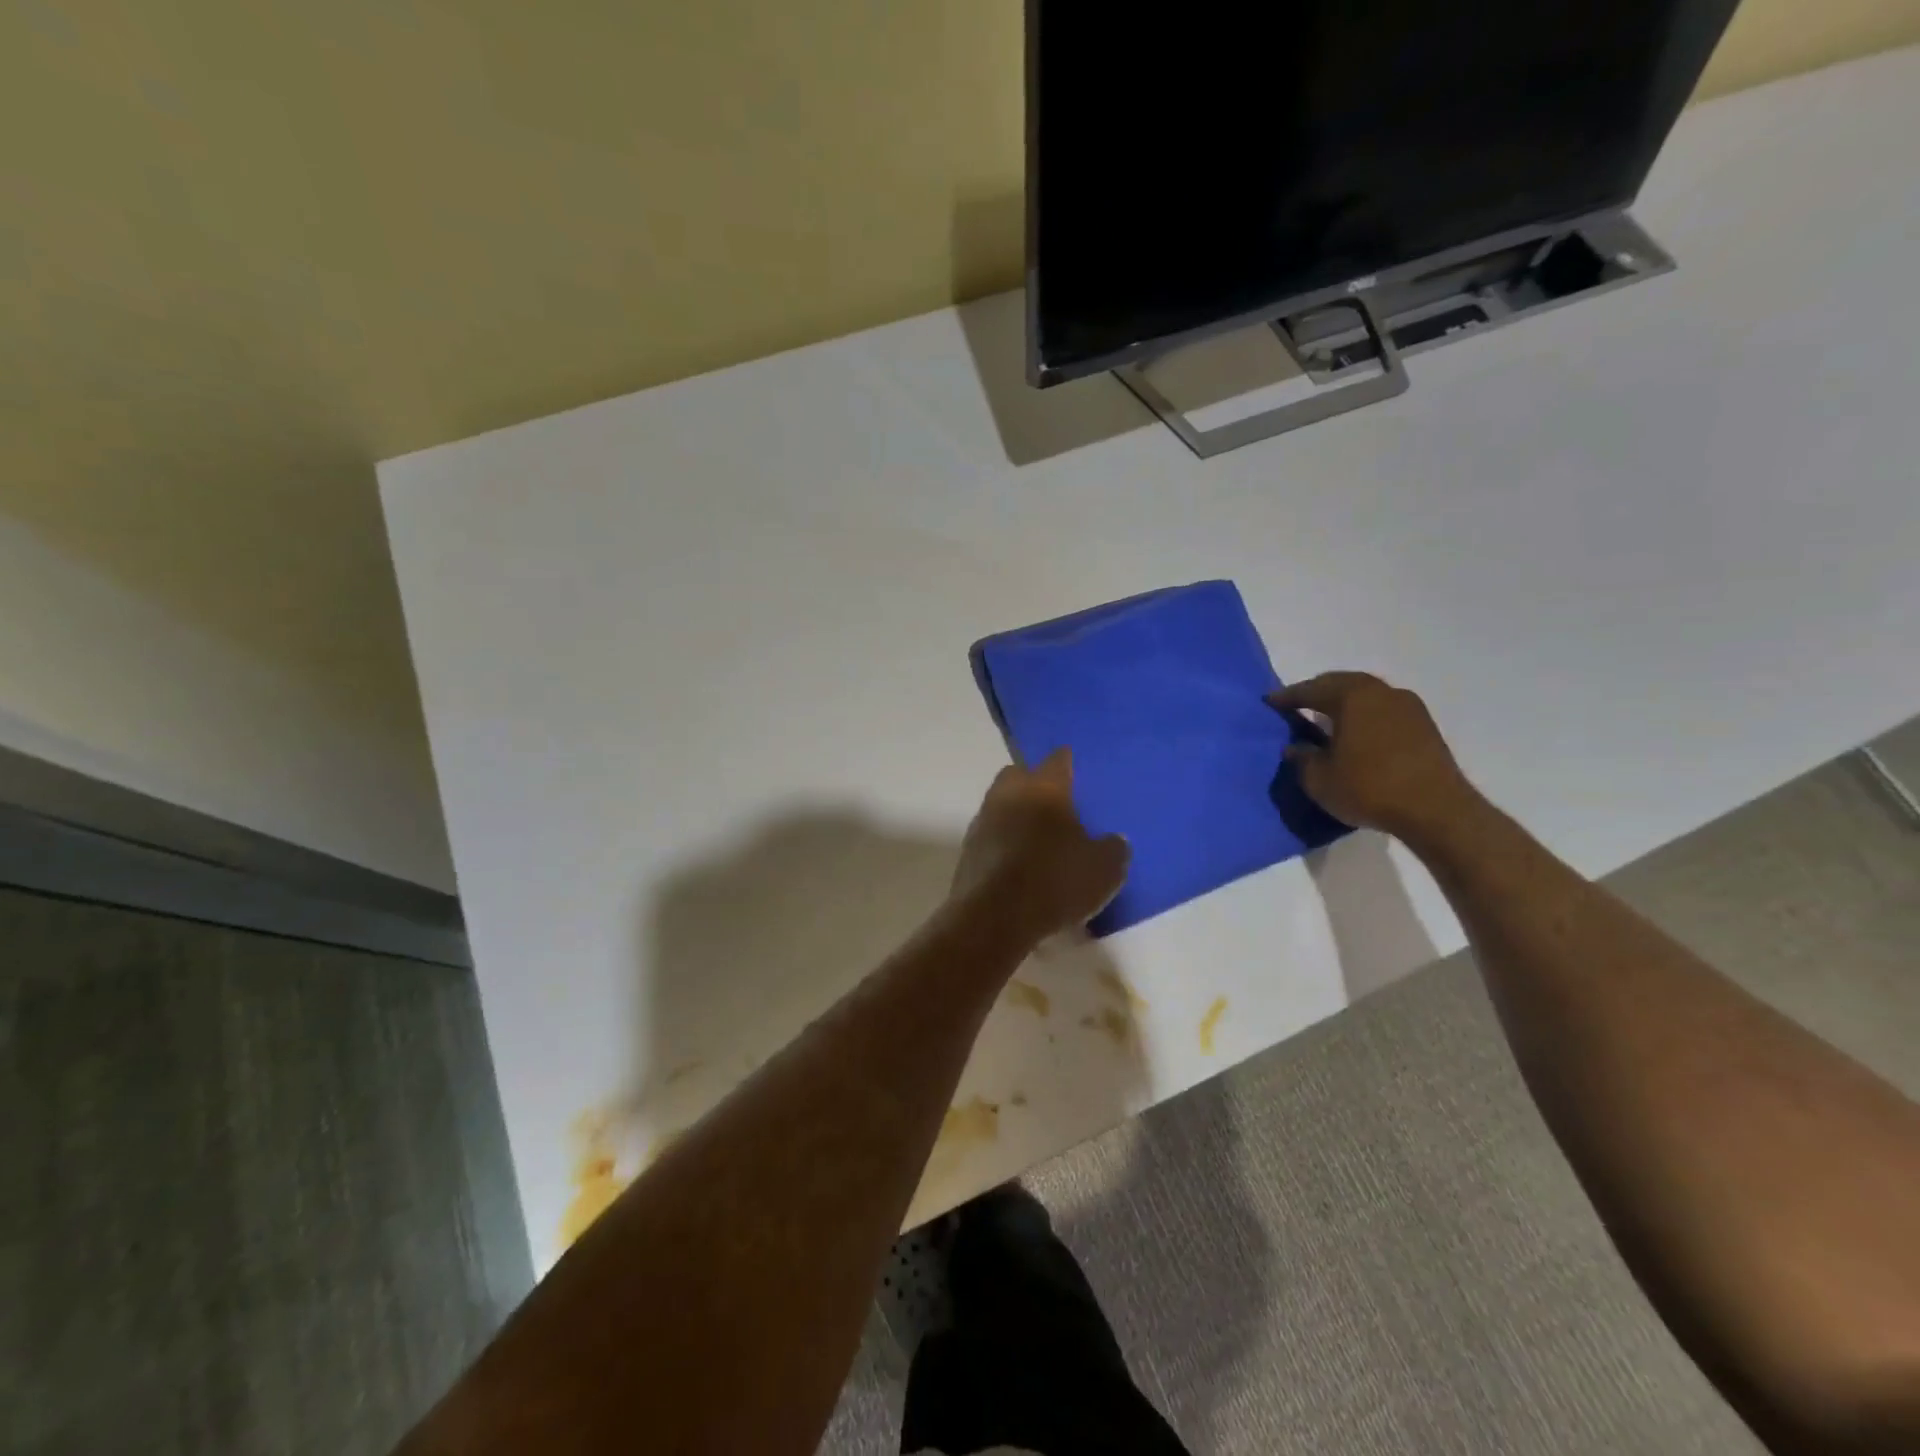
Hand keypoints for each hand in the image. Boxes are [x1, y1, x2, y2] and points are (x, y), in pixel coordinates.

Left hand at [951, 749, 1129, 940]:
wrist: (993, 918)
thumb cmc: (1054, 881)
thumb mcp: (1104, 870)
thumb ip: (1114, 848)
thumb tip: (1114, 840)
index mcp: (1044, 788)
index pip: (1058, 760)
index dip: (1068, 762)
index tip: (1077, 768)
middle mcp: (1008, 794)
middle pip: (1019, 775)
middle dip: (1035, 783)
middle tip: (1057, 804)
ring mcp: (983, 821)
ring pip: (1002, 804)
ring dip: (1017, 814)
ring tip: (1039, 837)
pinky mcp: (968, 850)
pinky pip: (992, 835)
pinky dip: (1004, 842)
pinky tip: (1020, 861)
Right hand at [1268, 672, 1479, 841]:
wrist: (1435, 810)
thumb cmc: (1369, 788)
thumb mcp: (1320, 779)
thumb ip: (1302, 758)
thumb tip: (1295, 747)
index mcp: (1351, 697)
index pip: (1310, 690)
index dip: (1287, 697)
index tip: (1269, 701)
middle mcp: (1381, 692)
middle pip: (1341, 683)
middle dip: (1317, 691)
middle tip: (1298, 704)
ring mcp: (1408, 707)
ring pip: (1366, 694)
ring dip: (1345, 702)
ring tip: (1328, 717)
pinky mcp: (1425, 726)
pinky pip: (1384, 710)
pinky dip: (1365, 714)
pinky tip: (1357, 732)